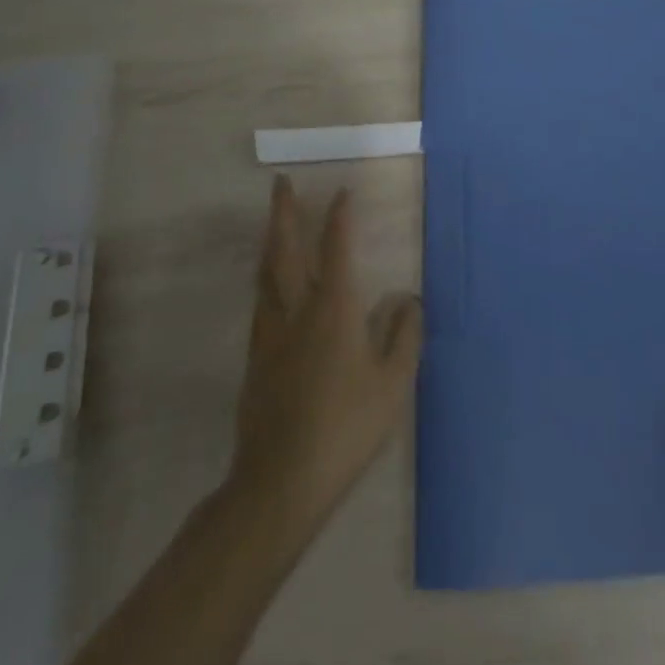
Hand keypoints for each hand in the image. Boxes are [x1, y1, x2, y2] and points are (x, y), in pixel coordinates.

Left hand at [229, 177, 422, 532]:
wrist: (281, 482)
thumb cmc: (346, 428)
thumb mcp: (393, 384)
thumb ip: (404, 336)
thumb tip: (409, 300)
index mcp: (334, 309)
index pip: (336, 249)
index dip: (339, 217)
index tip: (342, 192)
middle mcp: (297, 310)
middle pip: (285, 250)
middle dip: (284, 213)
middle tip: (280, 182)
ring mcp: (270, 333)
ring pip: (266, 274)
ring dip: (270, 240)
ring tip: (273, 221)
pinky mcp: (256, 358)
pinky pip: (261, 301)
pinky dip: (267, 276)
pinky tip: (271, 284)